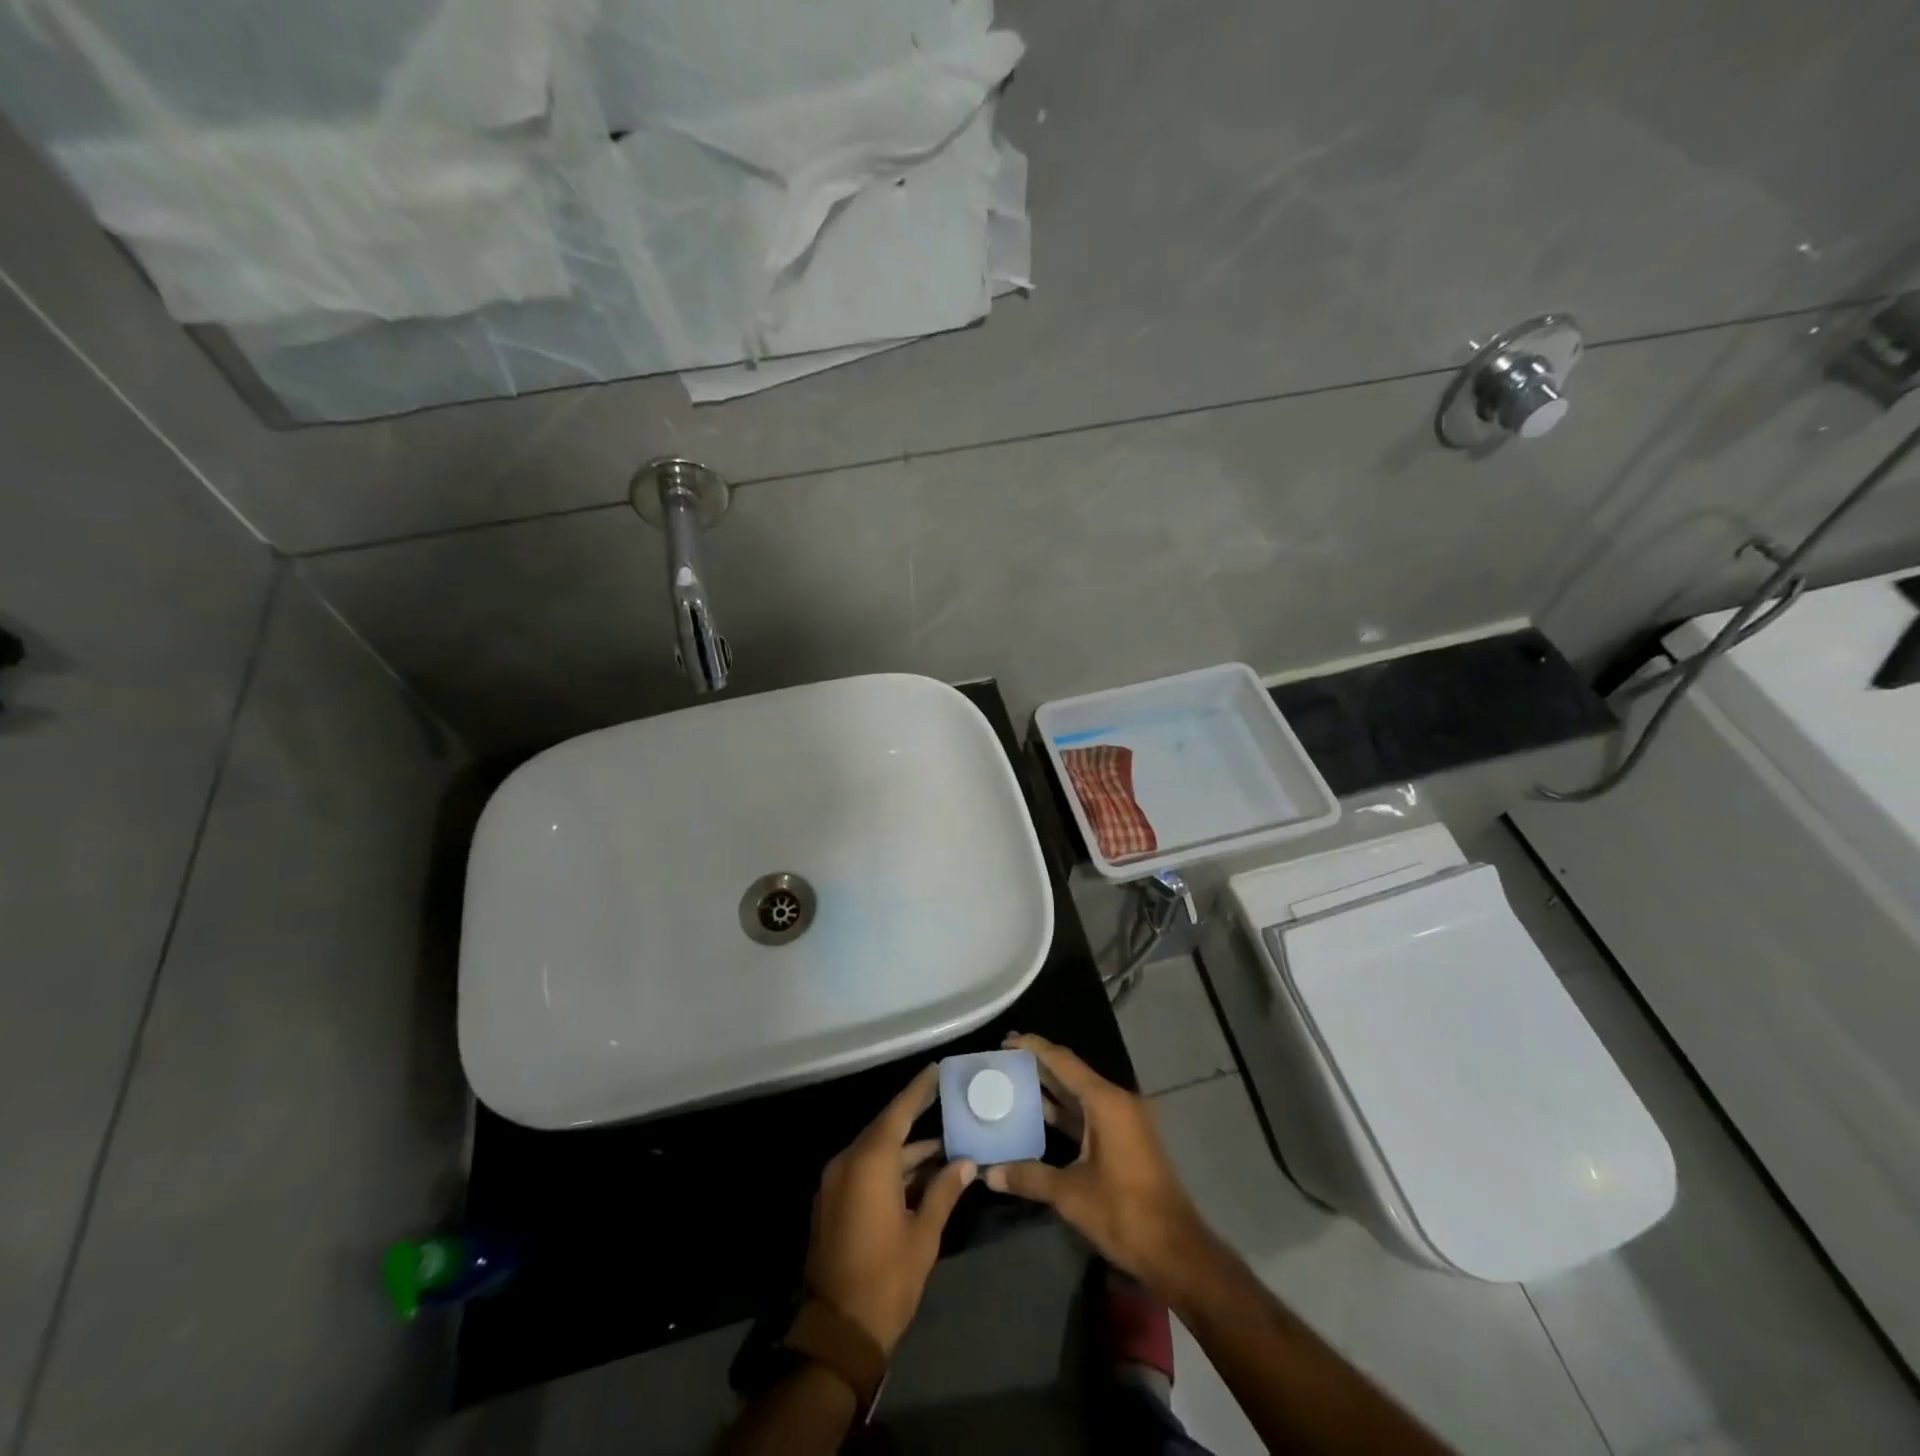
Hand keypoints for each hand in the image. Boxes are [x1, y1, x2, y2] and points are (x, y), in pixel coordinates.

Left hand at [803, 1064, 976, 1355]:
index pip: (899, 1112)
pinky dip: (890, 1167)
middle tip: (945, 1100)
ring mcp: (836, 1183)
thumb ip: (944, 1192)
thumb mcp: (923, 1235)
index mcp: (869, 1162)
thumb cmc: (886, 1280)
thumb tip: (967, 1163)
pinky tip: (919, 1174)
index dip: (919, 1090)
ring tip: (945, 1146)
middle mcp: (847, 1162)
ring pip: (876, 1152)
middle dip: (916, 1116)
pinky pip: (864, 1170)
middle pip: (886, 1129)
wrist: (837, 1332)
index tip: (937, 1070)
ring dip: (907, 1150)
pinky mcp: (832, 1203)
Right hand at [984, 1033, 1210, 1294]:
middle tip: (1004, 1062)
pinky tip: (1040, 1117)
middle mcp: (1117, 1102)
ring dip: (1051, 1090)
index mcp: (1106, 1103)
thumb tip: (989, 1174)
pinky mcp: (1126, 1140)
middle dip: (1039, 1066)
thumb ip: (1029, 1177)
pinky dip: (1065, 1113)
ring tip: (1014, 1084)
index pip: (1063, 1062)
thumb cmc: (1124, 1213)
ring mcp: (1124, 1121)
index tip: (1007, 1040)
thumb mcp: (1071, 1194)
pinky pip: (1090, 1114)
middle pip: (1072, 1073)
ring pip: (1081, 1095)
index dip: (1034, 1048)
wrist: (1176, 1251)